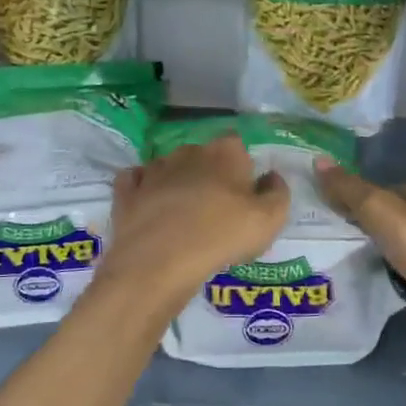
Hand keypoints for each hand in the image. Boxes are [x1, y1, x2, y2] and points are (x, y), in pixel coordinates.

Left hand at [97, 135, 289, 306]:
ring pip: (170, 167)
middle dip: (209, 174)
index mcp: (225, 152)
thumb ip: (278, 193)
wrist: (160, 259)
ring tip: (183, 215)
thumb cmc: (222, 235)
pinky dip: (143, 190)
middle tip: (216, 209)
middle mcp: (188, 151)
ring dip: (177, 182)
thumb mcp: (270, 220)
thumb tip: (271, 177)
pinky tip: (149, 207)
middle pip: (203, 156)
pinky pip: (136, 182)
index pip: (238, 145)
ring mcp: (154, 169)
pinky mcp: (128, 190)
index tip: (245, 193)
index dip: (242, 168)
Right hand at [314, 159, 405, 371]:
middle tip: (325, 234)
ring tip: (337, 260)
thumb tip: (317, 159)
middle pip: (389, 218)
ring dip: (373, 252)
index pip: (382, 189)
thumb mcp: (380, 210)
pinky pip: (403, 276)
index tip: (325, 205)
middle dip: (362, 224)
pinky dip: (386, 278)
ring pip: (396, 248)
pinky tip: (368, 286)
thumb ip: (349, 189)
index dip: (355, 194)